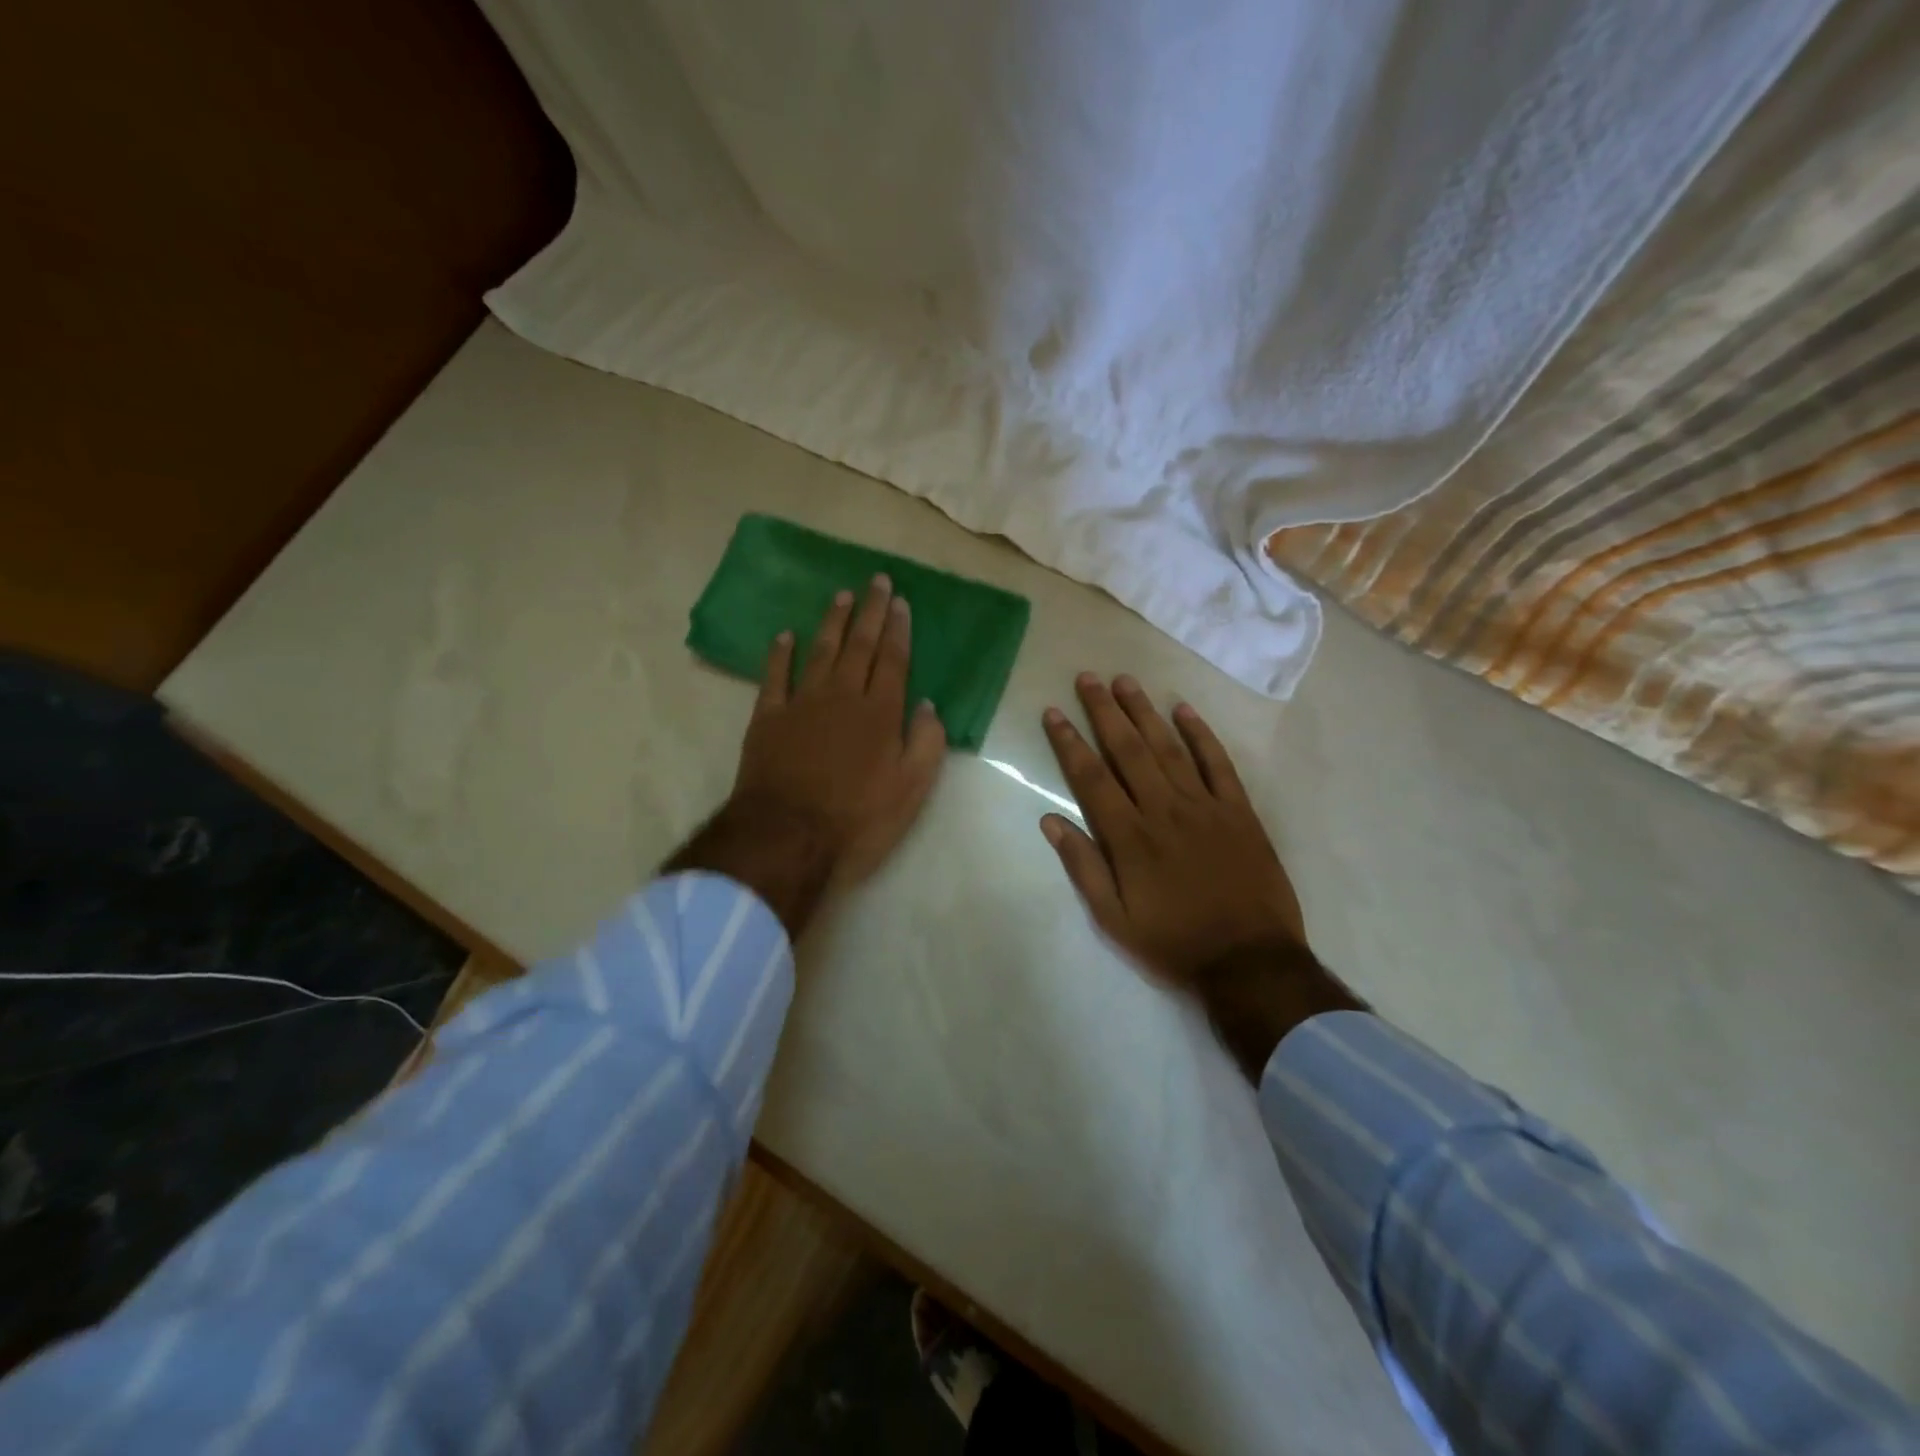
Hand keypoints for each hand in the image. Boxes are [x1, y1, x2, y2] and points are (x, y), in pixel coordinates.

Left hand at [731, 573, 946, 886]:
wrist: (787, 836)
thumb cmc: (857, 818)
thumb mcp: (911, 790)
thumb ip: (926, 743)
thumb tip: (929, 706)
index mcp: (880, 713)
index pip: (893, 660)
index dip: (898, 629)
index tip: (901, 602)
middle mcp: (842, 696)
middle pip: (859, 645)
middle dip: (871, 611)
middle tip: (877, 580)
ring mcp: (801, 703)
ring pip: (820, 651)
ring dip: (832, 622)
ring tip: (842, 596)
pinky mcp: (767, 717)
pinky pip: (774, 675)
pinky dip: (779, 653)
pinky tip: (784, 635)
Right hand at [1038, 674, 1305, 983]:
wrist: (1250, 961)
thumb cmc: (1173, 943)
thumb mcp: (1114, 919)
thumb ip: (1083, 867)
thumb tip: (1051, 820)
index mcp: (1130, 837)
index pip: (1091, 777)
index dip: (1069, 742)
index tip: (1054, 712)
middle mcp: (1164, 810)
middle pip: (1128, 750)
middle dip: (1104, 711)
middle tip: (1088, 678)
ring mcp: (1205, 806)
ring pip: (1169, 747)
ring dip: (1144, 712)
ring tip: (1125, 681)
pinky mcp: (1239, 811)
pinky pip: (1218, 764)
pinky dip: (1201, 735)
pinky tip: (1184, 710)